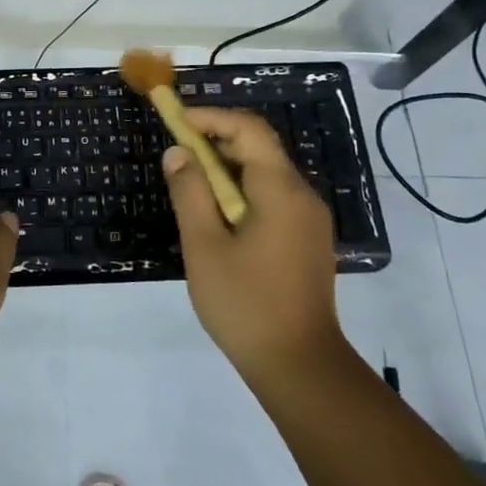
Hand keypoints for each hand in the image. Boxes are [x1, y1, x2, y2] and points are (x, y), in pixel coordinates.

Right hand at [163, 108, 348, 382]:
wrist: (300, 367)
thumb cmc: (246, 304)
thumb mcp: (205, 246)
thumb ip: (190, 193)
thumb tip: (178, 153)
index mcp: (281, 190)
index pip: (249, 129)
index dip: (211, 117)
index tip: (176, 122)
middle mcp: (302, 196)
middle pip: (260, 147)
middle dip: (216, 140)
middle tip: (177, 152)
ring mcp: (309, 220)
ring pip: (266, 173)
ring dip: (227, 167)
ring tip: (190, 182)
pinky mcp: (307, 240)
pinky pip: (273, 197)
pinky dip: (242, 190)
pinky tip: (217, 215)